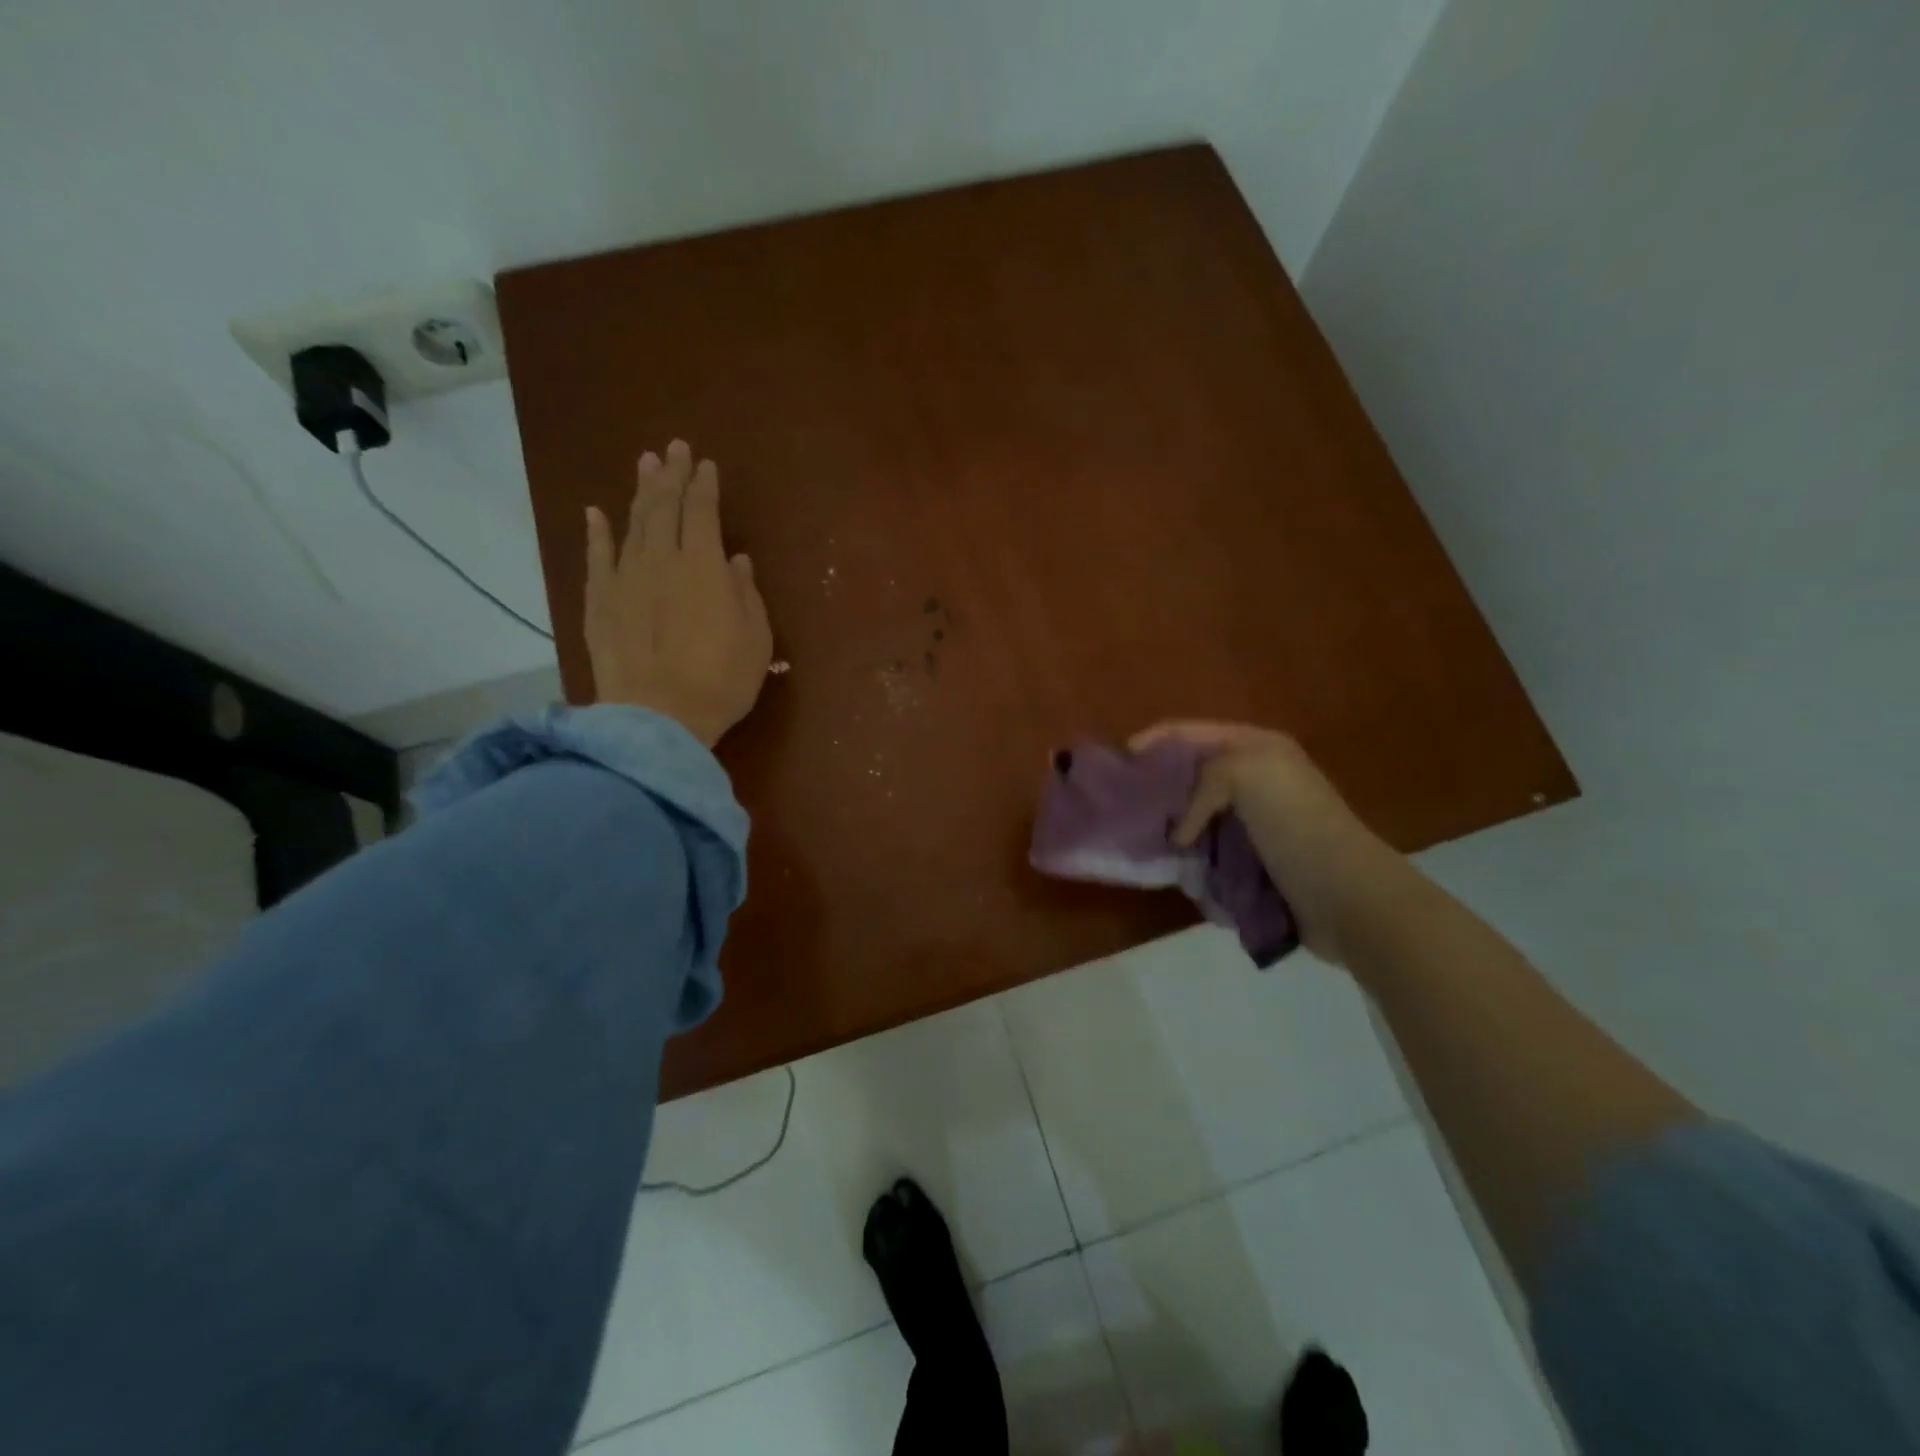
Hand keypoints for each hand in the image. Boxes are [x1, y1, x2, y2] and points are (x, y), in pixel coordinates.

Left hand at [584, 440, 772, 746]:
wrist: (659, 715)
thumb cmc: (721, 679)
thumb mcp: (755, 639)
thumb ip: (746, 593)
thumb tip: (736, 560)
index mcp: (705, 566)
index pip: (704, 513)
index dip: (705, 486)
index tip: (706, 464)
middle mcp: (662, 560)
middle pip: (665, 508)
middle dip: (671, 475)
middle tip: (673, 448)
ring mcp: (626, 578)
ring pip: (633, 524)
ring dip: (640, 492)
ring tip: (645, 464)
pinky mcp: (599, 602)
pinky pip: (597, 558)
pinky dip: (597, 533)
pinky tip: (596, 513)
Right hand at [1130, 722, 1412, 964]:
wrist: (1348, 896)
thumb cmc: (1296, 826)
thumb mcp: (1247, 775)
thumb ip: (1202, 782)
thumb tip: (1181, 833)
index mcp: (1257, 747)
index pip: (1192, 732)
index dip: (1154, 742)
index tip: (1120, 764)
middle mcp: (1257, 778)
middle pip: (1193, 772)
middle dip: (1160, 786)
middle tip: (1125, 805)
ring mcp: (1258, 821)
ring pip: (1198, 813)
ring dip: (1173, 825)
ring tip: (1142, 838)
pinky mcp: (1258, 859)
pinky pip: (1210, 848)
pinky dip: (1190, 855)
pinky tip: (1173, 865)